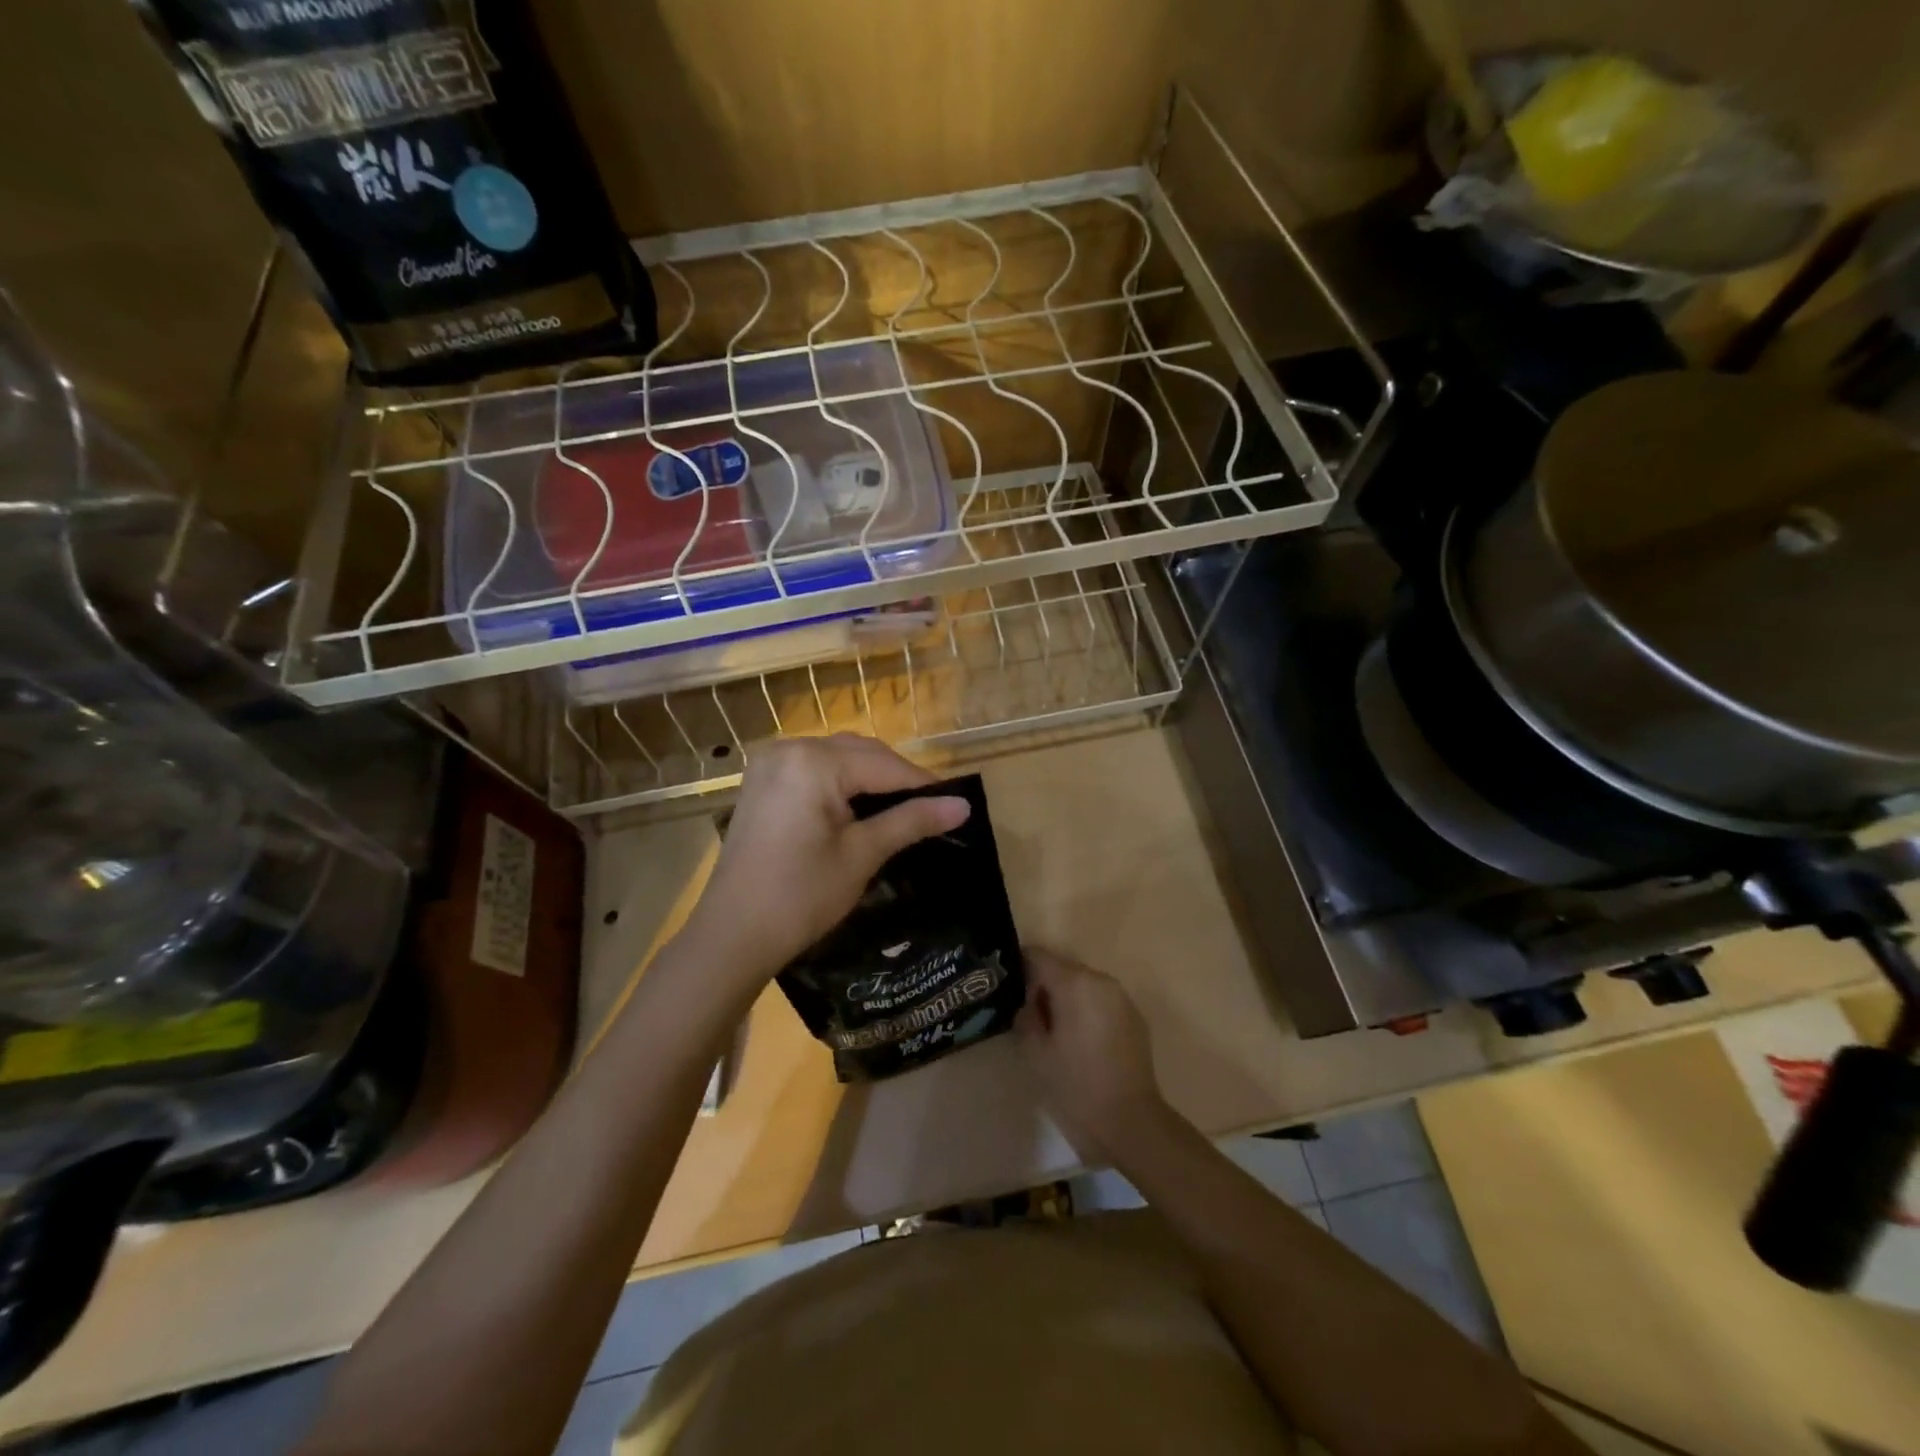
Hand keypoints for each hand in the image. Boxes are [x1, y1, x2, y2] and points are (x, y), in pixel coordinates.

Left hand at [680, 735, 969, 988]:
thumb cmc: (801, 896)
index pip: (884, 765)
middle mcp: (789, 748)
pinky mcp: (762, 781)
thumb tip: (964, 807)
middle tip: (932, 809)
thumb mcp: (862, 855)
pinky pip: (813, 768)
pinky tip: (859, 805)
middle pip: (860, 753)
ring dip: (870, 776)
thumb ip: (912, 822)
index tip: (957, 804)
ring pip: (838, 757)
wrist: (733, 934)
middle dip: (896, 779)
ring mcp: (770, 762)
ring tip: (902, 809)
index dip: (923, 785)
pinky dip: (840, 781)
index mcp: (814, 762)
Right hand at [1017, 947, 1166, 1163]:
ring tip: (1056, 1032)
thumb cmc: (1076, 1085)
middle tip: (1031, 1018)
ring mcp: (1121, 997)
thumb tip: (1027, 1002)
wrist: (1129, 1120)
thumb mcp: (1035, 1052)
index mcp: (1074, 983)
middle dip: (1044, 986)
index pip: (1038, 956)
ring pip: (1083, 984)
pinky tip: (1082, 1042)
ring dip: (1067, 999)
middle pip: (1062, 968)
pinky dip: (1087, 1010)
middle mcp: (1100, 980)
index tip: (1009, 991)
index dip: (1020, 969)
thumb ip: (1026, 1016)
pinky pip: (1101, 1000)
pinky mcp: (1134, 1015)